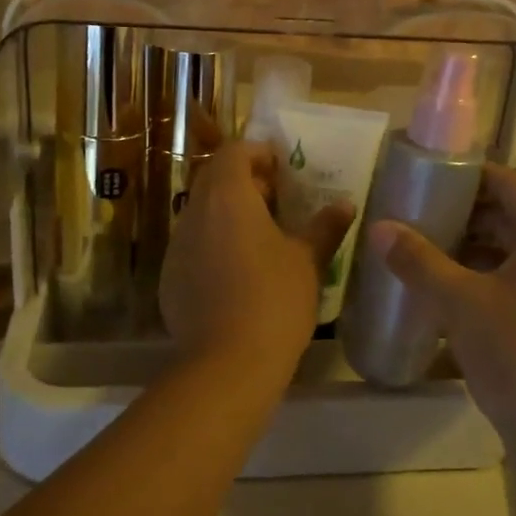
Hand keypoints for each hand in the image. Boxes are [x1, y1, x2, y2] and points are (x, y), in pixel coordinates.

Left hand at [160, 141, 353, 377]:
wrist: (227, 363)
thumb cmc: (274, 299)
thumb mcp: (307, 261)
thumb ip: (325, 227)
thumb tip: (345, 205)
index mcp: (228, 197)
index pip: (233, 152)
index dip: (257, 152)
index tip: (281, 167)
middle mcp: (195, 213)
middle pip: (213, 179)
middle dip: (243, 180)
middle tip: (276, 199)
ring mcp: (177, 247)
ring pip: (201, 213)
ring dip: (227, 213)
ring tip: (260, 235)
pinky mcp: (170, 278)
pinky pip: (193, 245)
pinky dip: (214, 243)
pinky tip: (238, 271)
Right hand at [368, 165, 515, 490]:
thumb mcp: (461, 303)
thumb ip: (418, 261)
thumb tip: (379, 227)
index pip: (507, 182)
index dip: (465, 176)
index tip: (424, 177)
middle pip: (510, 216)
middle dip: (462, 216)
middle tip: (414, 217)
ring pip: (513, 252)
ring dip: (471, 250)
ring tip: (423, 253)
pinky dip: (486, 279)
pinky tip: (449, 293)